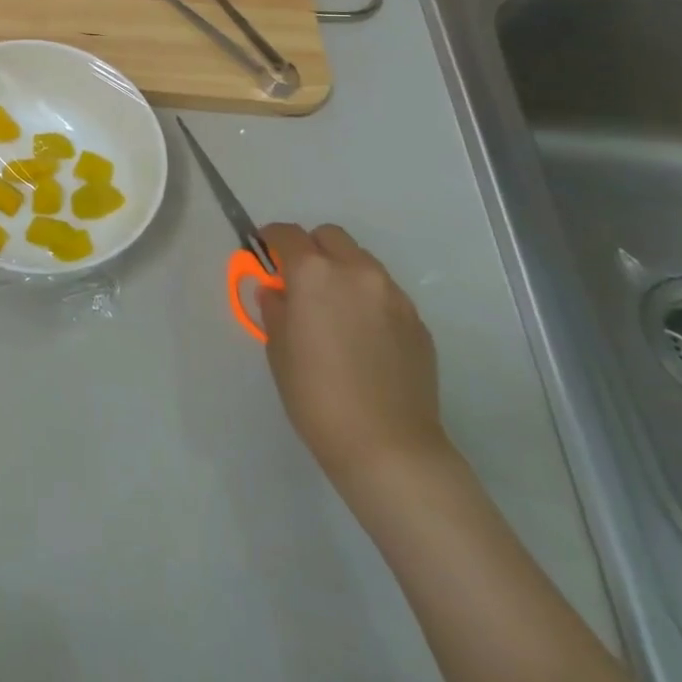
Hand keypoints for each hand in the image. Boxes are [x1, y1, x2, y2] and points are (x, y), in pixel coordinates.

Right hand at [257, 223, 447, 498]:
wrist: (388, 447)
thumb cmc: (316, 394)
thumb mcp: (277, 348)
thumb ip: (275, 308)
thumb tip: (277, 292)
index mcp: (314, 273)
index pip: (287, 234)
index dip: (271, 239)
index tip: (263, 253)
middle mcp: (356, 272)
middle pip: (330, 236)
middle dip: (311, 248)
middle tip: (299, 280)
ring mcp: (393, 296)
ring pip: (362, 262)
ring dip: (342, 271)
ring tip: (334, 309)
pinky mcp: (417, 322)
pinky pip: (385, 293)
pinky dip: (367, 299)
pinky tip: (362, 336)